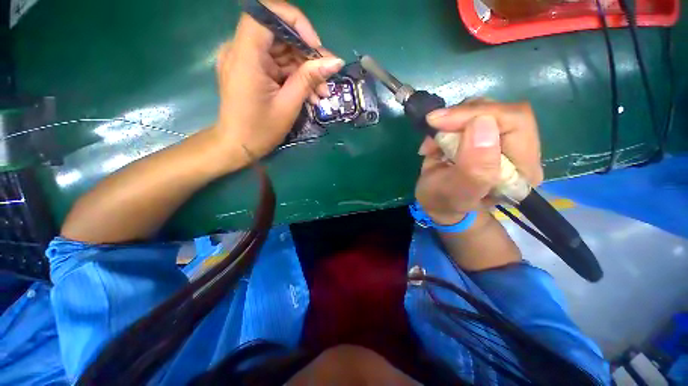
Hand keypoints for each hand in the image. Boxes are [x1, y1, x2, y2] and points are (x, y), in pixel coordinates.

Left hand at [213, 1, 343, 163]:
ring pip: (281, 51)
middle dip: (306, 54)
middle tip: (327, 77)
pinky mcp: (251, 69)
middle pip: (279, 34)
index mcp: (245, 56)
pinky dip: (294, 77)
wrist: (238, 146)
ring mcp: (245, 59)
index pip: (266, 14)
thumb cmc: (261, 130)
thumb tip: (336, 61)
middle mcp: (240, 50)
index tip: (315, 47)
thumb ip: (309, 78)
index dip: (295, 22)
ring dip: (304, 70)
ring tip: (321, 93)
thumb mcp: (288, 105)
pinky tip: (310, 94)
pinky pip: (276, 64)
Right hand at [414, 99, 543, 224]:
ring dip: (451, 121)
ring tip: (433, 144)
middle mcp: (519, 150)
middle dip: (462, 116)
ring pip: (483, 108)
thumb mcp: (455, 192)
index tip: (441, 121)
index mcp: (522, 169)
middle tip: (435, 127)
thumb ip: (474, 168)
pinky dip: (446, 124)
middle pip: (501, 111)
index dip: (479, 114)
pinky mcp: (484, 133)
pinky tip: (435, 142)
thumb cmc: (443, 201)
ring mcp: (500, 139)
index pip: (516, 122)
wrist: (436, 202)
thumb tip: (483, 123)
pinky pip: (468, 113)